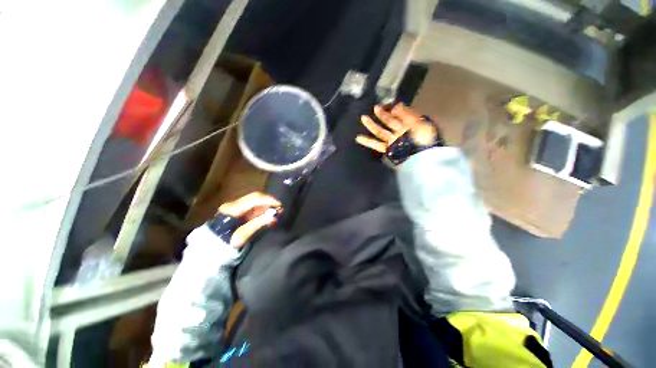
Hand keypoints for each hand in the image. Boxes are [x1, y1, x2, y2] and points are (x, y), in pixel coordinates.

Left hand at [218, 192, 281, 247]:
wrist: (209, 250)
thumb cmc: (224, 243)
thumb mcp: (241, 235)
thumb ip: (257, 224)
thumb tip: (274, 215)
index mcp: (232, 208)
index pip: (255, 198)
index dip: (269, 200)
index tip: (280, 205)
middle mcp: (233, 204)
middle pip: (255, 198)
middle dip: (269, 202)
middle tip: (280, 209)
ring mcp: (235, 207)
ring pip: (255, 202)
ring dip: (267, 206)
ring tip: (276, 213)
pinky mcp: (237, 212)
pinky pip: (253, 208)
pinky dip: (262, 210)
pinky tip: (268, 215)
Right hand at [356, 103, 436, 152]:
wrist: (422, 157)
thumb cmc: (423, 138)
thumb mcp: (418, 122)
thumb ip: (406, 113)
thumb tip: (395, 106)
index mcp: (410, 123)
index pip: (401, 113)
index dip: (395, 108)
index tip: (388, 104)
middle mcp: (401, 131)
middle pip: (389, 121)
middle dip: (382, 114)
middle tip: (375, 107)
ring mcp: (393, 140)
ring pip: (381, 131)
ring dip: (372, 125)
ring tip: (363, 118)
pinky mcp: (388, 148)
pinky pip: (377, 144)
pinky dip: (368, 141)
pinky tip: (359, 138)